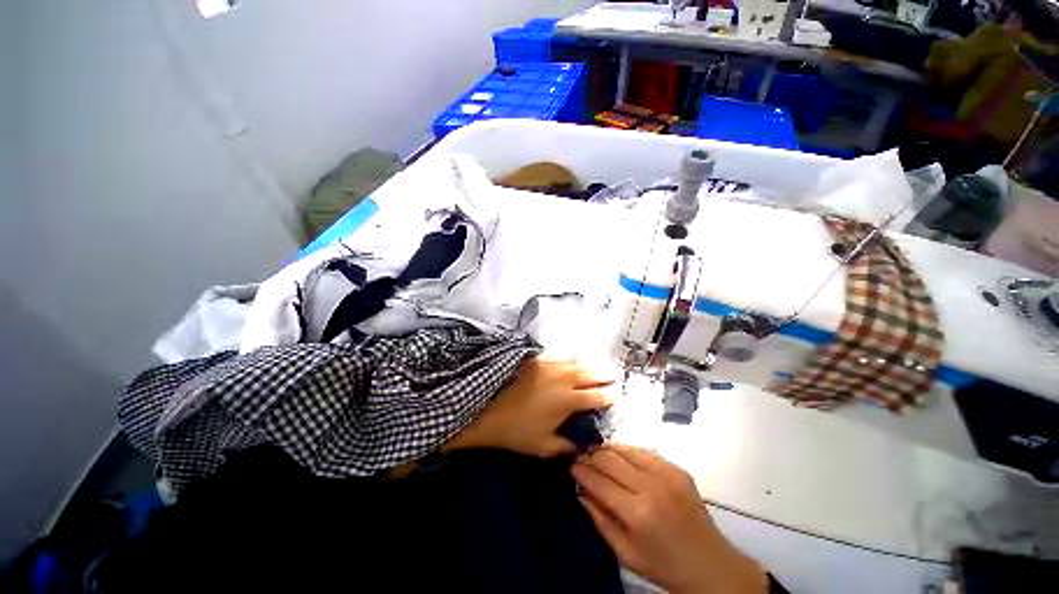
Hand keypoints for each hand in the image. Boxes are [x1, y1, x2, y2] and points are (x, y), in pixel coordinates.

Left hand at [443, 356, 613, 457]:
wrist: (488, 410)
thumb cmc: (517, 431)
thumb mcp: (544, 446)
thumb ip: (567, 446)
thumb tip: (582, 446)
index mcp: (567, 400)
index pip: (596, 396)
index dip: (609, 396)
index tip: (616, 396)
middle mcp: (563, 378)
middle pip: (590, 373)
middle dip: (604, 375)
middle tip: (612, 376)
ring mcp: (549, 365)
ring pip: (575, 363)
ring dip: (588, 367)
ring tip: (595, 369)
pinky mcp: (536, 359)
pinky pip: (559, 358)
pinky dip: (568, 362)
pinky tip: (569, 365)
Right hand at [572, 444, 766, 593]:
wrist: (710, 565)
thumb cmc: (664, 566)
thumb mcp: (625, 553)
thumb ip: (600, 519)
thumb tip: (581, 490)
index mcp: (637, 513)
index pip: (599, 482)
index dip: (581, 471)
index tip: (570, 465)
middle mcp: (651, 487)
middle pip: (611, 460)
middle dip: (591, 456)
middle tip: (581, 456)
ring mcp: (667, 474)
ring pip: (626, 450)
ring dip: (607, 449)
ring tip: (596, 451)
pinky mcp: (678, 469)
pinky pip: (645, 452)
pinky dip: (628, 451)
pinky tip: (620, 455)